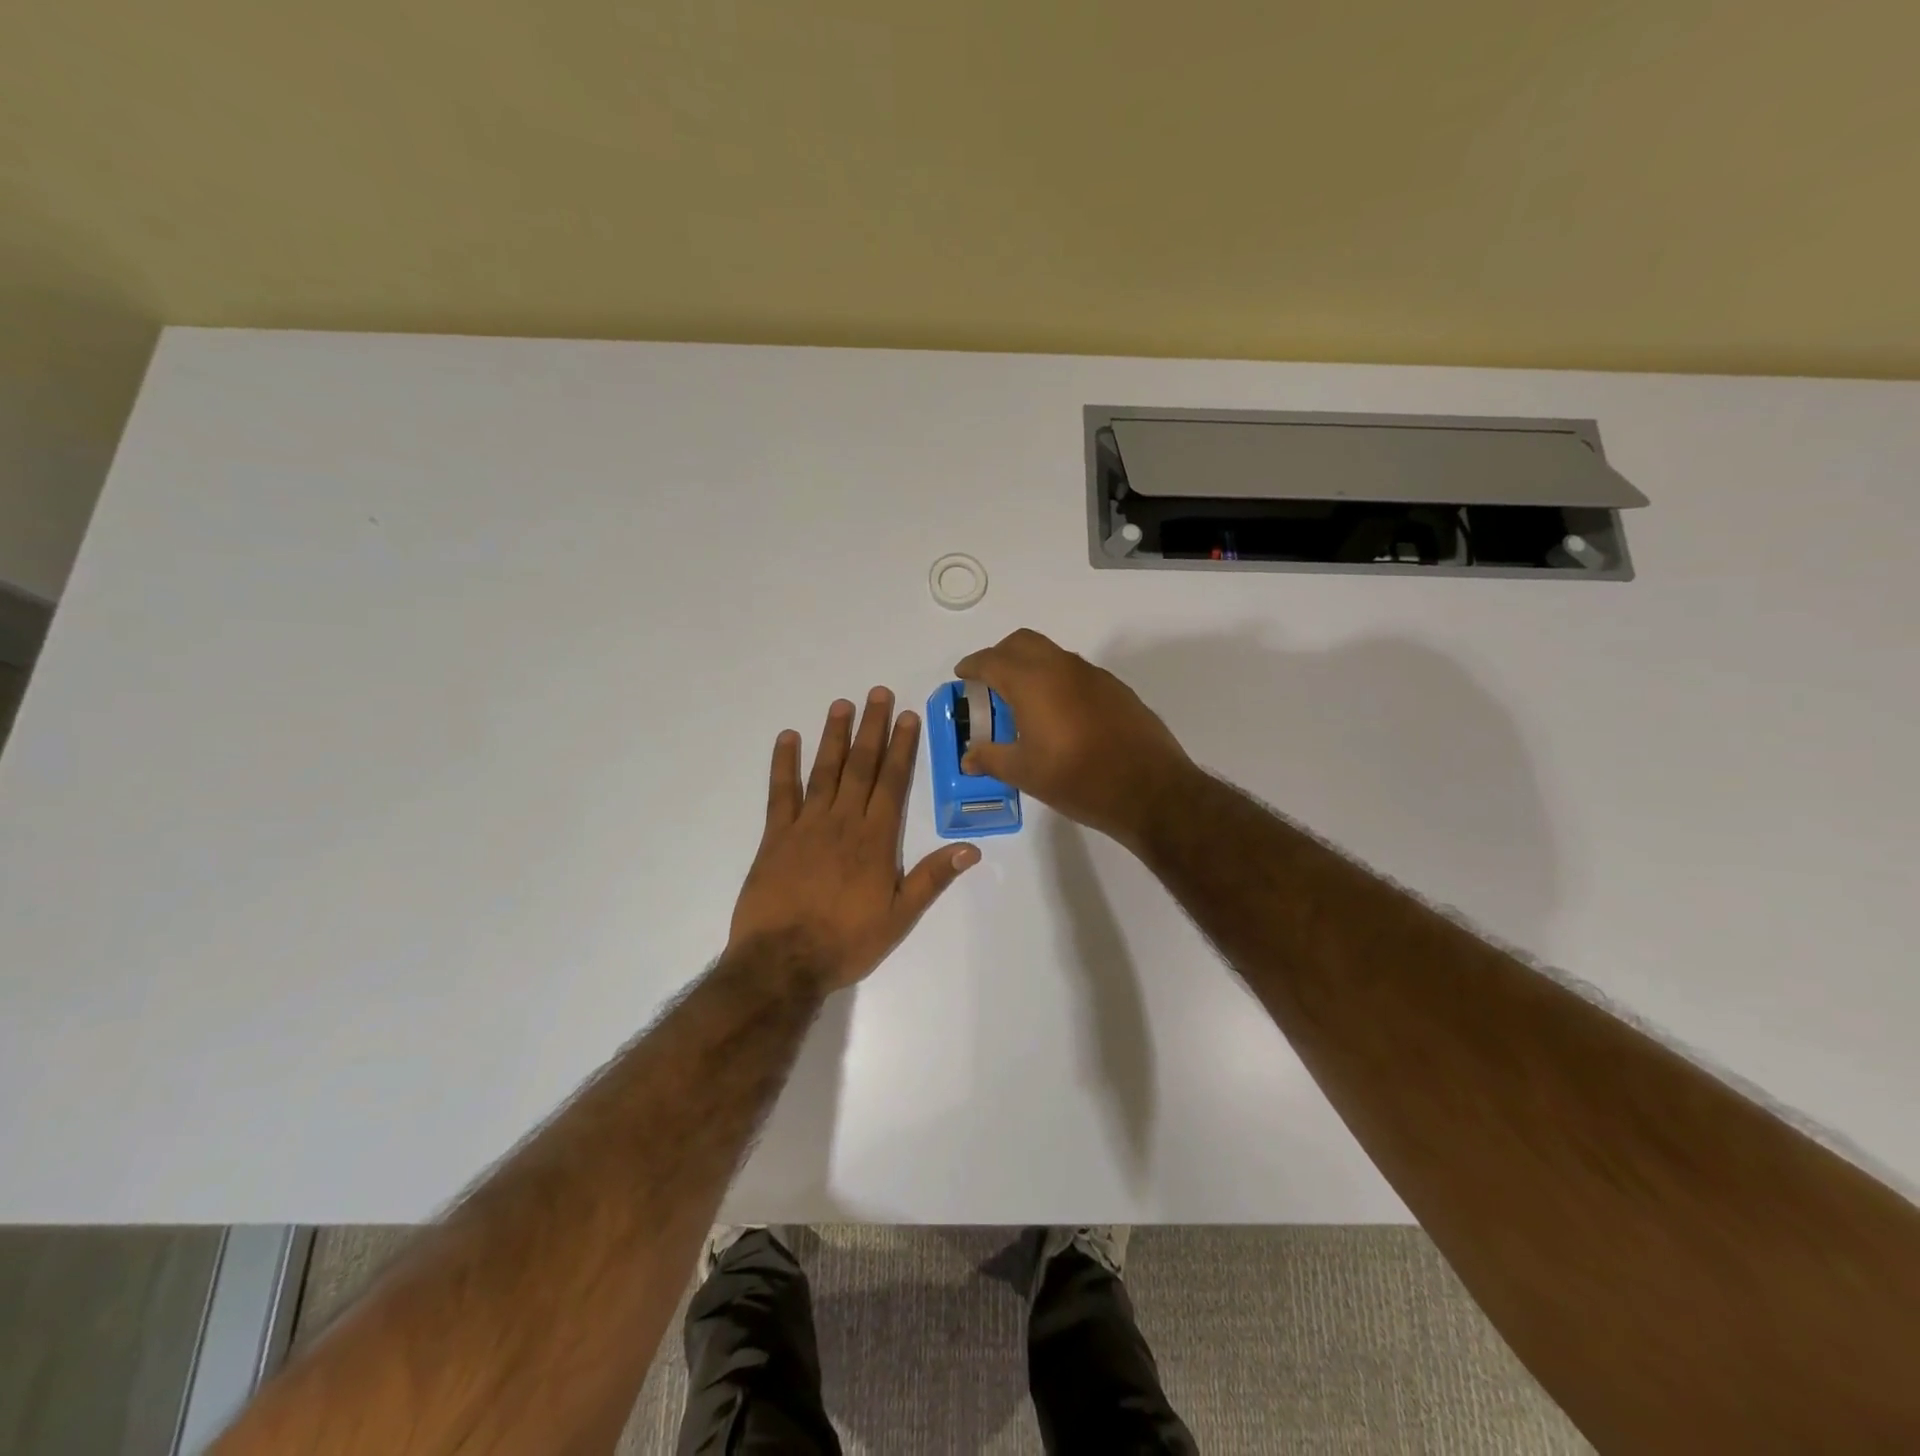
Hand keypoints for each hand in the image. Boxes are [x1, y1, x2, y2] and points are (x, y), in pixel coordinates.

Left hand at [728, 688, 978, 991]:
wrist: (782, 962)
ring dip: (834, 736)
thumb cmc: (846, 942)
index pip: (893, 782)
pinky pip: (780, 792)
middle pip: (861, 766)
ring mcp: (806, 825)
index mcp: (876, 839)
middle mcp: (843, 821)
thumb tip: (970, 848)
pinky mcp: (775, 835)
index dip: (901, 747)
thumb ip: (931, 879)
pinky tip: (788, 738)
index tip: (906, 716)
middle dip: (871, 728)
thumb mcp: (899, 917)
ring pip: (824, 770)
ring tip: (842, 704)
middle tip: (877, 693)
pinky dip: (783, 763)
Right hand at [954, 629, 1197, 849]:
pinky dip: (1057, 681)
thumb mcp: (1025, 774)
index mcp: (1033, 682)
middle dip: (1000, 656)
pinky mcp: (1116, 690)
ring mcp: (1094, 676)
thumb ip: (991, 759)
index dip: (972, 666)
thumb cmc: (1077, 779)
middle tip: (989, 684)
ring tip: (1022, 702)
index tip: (962, 676)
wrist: (1150, 790)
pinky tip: (1059, 716)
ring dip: (1031, 667)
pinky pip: (1076, 673)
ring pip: (1052, 655)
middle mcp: (1062, 667)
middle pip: (1022, 643)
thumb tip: (968, 757)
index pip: (992, 660)